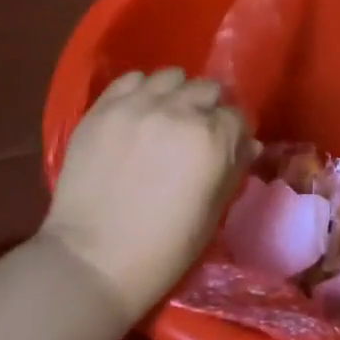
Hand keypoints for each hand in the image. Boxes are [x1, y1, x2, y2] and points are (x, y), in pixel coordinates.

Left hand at [41, 68, 254, 319]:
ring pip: (171, 76)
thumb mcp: (212, 215)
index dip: (234, 133)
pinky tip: (137, 113)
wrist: (92, 262)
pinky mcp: (104, 108)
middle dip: (208, 108)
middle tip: (196, 133)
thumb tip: (247, 144)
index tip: (226, 147)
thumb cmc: (163, 250)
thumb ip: (233, 171)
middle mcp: (180, 111)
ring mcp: (138, 105)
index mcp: (213, 139)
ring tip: (165, 117)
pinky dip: (140, 91)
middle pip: (208, 88)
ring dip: (176, 94)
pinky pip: (131, 79)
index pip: (238, 116)